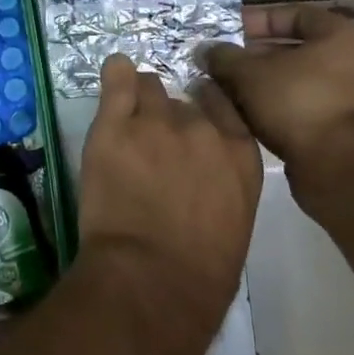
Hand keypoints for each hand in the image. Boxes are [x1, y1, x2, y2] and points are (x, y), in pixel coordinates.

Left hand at [75, 54, 262, 354]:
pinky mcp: (114, 125)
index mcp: (239, 152)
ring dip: (141, 102)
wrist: (152, 280)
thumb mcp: (234, 219)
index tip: (189, 122)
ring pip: (149, 87)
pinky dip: (115, 75)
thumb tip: (204, 170)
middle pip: (182, 100)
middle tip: (152, 145)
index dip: (203, 109)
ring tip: (128, 125)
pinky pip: (117, 78)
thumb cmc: (200, 271)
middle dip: (168, 117)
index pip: (221, 103)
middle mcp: (201, 127)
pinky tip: (114, 74)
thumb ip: (222, 178)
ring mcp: (156, 122)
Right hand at [199, 6, 353, 165]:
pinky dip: (274, 107)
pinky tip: (243, 114)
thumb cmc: (298, 102)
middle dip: (252, 57)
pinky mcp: (343, 129)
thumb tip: (206, 51)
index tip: (226, 32)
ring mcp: (351, 97)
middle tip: (220, 63)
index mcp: (341, 35)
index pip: (292, 14)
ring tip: (224, 89)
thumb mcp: (249, 73)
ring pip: (294, 81)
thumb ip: (225, 58)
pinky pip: (301, 107)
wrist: (340, 166)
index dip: (255, 20)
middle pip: (293, 50)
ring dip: (260, 85)